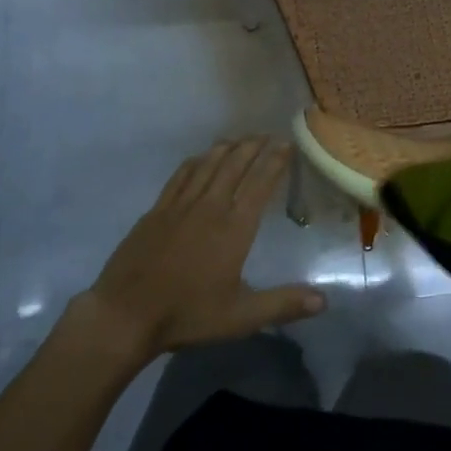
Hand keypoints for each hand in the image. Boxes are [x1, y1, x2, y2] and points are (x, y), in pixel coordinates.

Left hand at [75, 138, 324, 361]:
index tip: (286, 143)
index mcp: (234, 228)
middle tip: (266, 134)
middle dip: (253, 147)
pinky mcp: (157, 209)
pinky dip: (196, 161)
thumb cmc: (188, 314)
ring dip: (226, 148)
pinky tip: (200, 157)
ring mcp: (180, 205)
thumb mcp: (241, 317)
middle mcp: (210, 207)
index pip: (260, 184)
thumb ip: (283, 304)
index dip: (274, 161)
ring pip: (208, 165)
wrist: (126, 313)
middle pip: (235, 166)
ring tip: (239, 138)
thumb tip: (324, 301)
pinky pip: (181, 175)